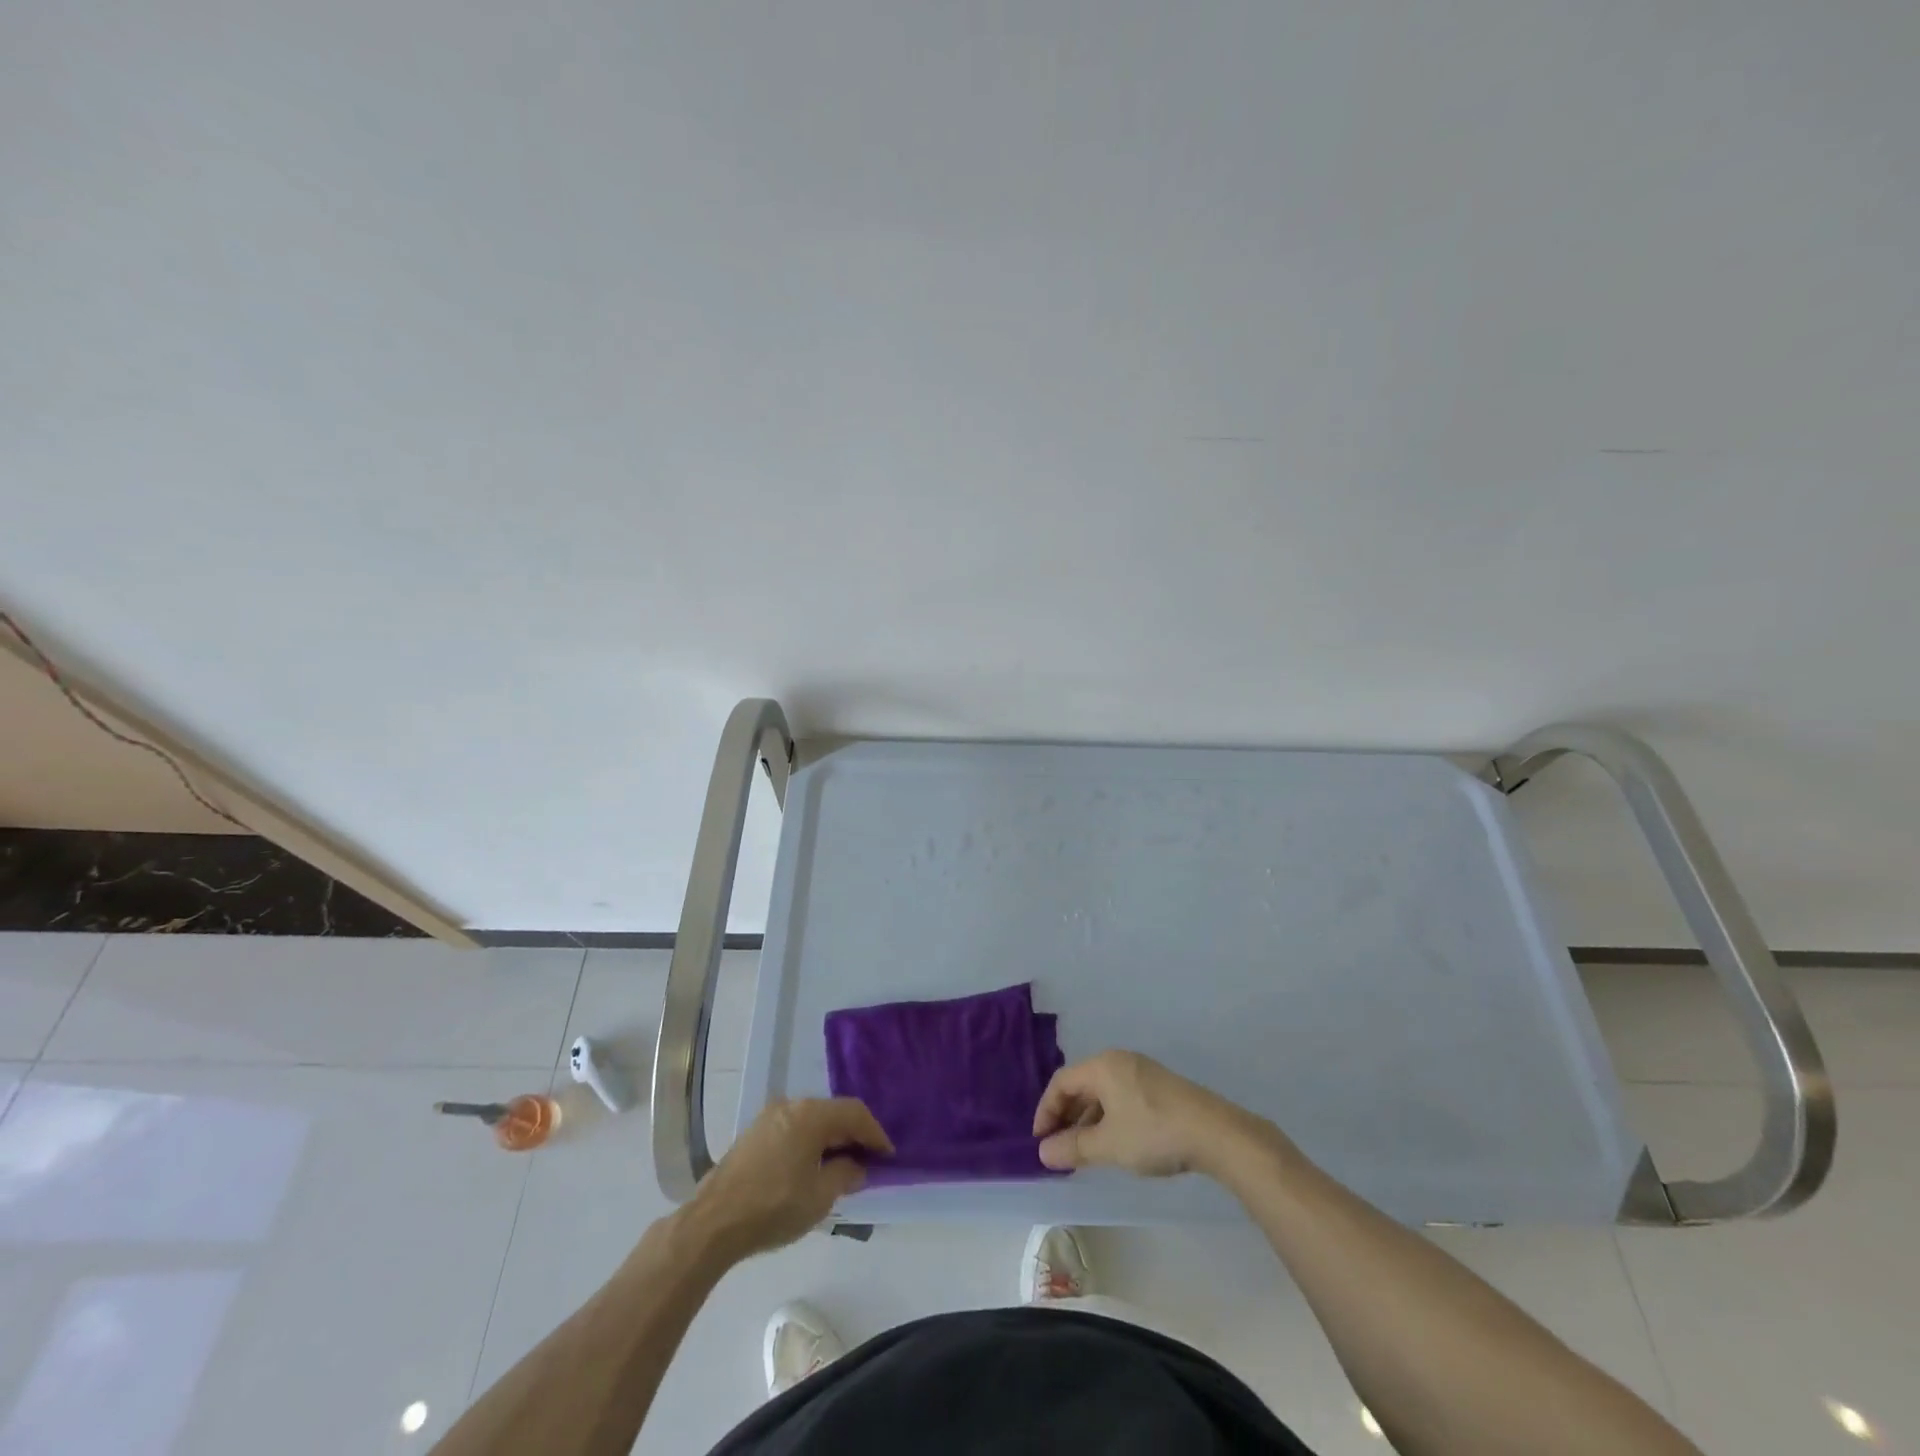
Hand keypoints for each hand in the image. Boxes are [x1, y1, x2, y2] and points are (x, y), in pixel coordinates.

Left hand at [685, 1098, 891, 1261]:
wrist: (713, 1223)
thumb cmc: (773, 1207)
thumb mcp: (819, 1196)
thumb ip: (845, 1175)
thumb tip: (857, 1166)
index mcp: (811, 1114)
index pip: (854, 1113)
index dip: (875, 1134)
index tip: (888, 1155)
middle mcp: (791, 1104)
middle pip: (833, 1112)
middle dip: (853, 1135)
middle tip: (868, 1160)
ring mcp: (769, 1117)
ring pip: (812, 1120)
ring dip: (830, 1139)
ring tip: (842, 1165)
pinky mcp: (754, 1133)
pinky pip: (794, 1129)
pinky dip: (810, 1142)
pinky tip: (813, 1166)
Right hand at [1032, 1050, 1258, 1176]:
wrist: (1214, 1133)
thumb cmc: (1153, 1133)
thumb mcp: (1109, 1145)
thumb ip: (1073, 1147)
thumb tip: (1043, 1152)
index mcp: (1102, 1066)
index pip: (1061, 1082)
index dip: (1046, 1111)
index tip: (1040, 1141)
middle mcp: (1119, 1061)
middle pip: (1081, 1085)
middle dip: (1066, 1116)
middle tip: (1059, 1149)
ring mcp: (1142, 1072)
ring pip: (1102, 1093)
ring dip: (1088, 1120)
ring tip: (1084, 1152)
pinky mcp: (1160, 1087)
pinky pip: (1121, 1098)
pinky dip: (1109, 1118)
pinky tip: (1114, 1144)